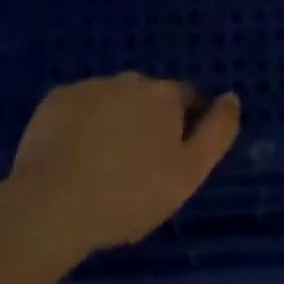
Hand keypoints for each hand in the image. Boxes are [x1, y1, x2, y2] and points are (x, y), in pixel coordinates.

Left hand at [2, 73, 240, 258]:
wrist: (51, 203)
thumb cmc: (128, 195)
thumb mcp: (188, 174)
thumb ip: (217, 133)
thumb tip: (231, 97)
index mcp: (163, 95)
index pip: (187, 98)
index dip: (186, 126)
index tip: (174, 158)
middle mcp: (128, 79)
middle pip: (147, 98)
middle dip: (147, 122)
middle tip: (137, 168)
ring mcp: (89, 86)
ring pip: (111, 101)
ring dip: (113, 122)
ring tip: (100, 167)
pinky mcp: (55, 100)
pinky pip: (77, 108)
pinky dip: (80, 125)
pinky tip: (71, 158)